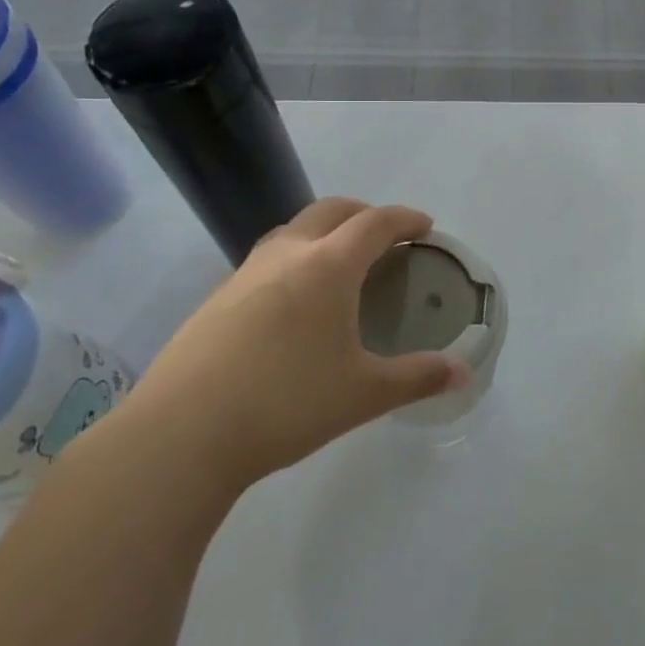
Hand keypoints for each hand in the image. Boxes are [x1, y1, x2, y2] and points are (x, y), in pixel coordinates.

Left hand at [120, 198, 470, 495]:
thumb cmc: (286, 403)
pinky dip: (293, 260)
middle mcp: (287, 255)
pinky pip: (266, 260)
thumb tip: (463, 372)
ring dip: (323, 232)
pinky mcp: (216, 299)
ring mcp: (245, 273)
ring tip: (340, 263)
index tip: (424, 226)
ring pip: (292, 230)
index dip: (405, 219)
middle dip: (364, 213)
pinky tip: (292, 303)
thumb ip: (418, 378)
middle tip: (385, 236)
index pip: (375, 223)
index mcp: (328, 266)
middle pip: (331, 210)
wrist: (181, 434)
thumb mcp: (364, 393)